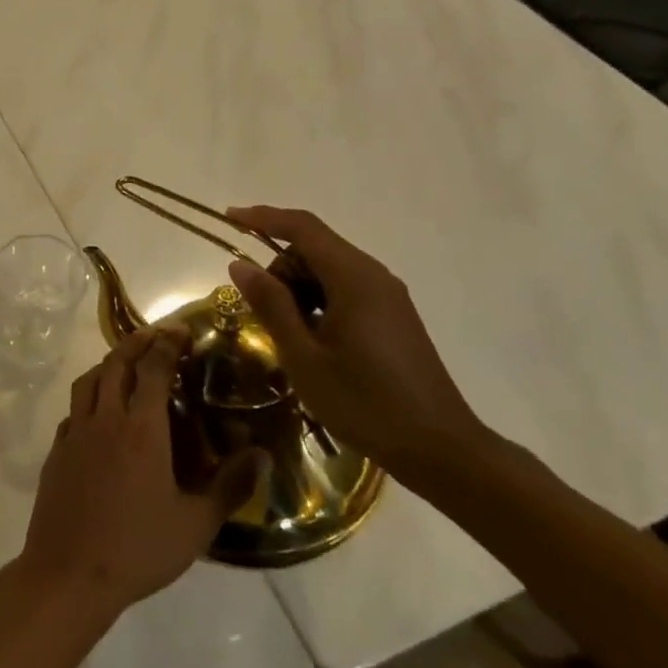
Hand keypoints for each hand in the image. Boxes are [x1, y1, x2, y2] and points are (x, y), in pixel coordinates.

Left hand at [15, 327, 269, 623]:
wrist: (69, 574)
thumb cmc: (138, 549)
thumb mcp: (196, 524)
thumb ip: (231, 486)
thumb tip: (263, 455)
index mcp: (140, 428)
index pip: (152, 368)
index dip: (167, 343)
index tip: (181, 329)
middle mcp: (104, 418)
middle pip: (116, 363)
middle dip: (137, 342)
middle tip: (156, 335)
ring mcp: (74, 432)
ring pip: (88, 380)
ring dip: (109, 363)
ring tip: (127, 364)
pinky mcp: (56, 450)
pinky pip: (73, 409)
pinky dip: (89, 396)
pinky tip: (99, 413)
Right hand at [224, 206, 488, 484]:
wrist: (439, 449)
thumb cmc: (364, 403)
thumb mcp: (304, 356)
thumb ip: (271, 304)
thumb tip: (240, 264)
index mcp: (354, 278)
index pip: (302, 227)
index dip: (262, 217)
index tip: (228, 219)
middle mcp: (374, 276)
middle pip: (315, 247)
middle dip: (279, 266)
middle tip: (259, 311)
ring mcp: (388, 296)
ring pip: (329, 270)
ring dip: (298, 287)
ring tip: (286, 334)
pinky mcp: (392, 316)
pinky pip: (345, 289)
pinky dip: (318, 301)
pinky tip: (311, 340)